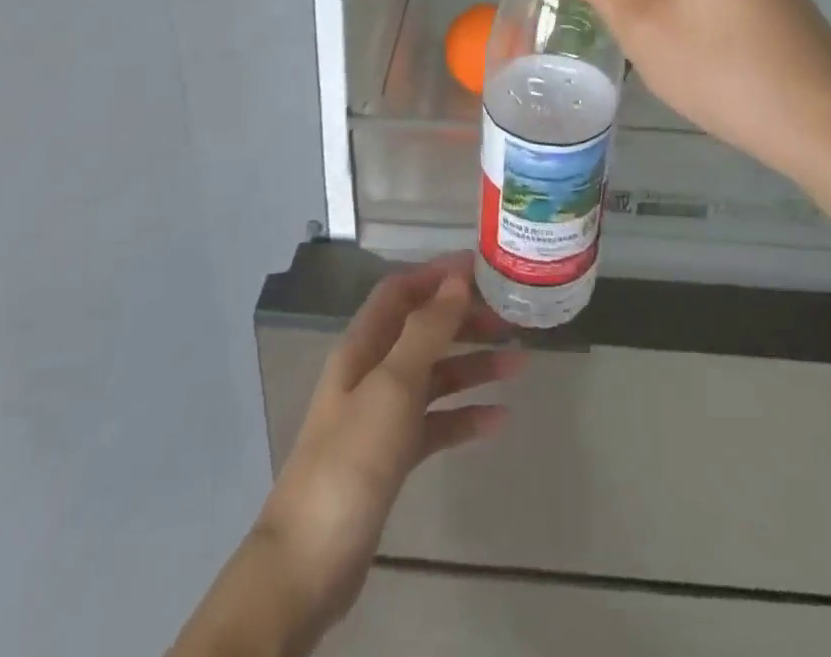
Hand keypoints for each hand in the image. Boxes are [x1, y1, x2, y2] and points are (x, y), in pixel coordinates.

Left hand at [252, 255, 523, 639]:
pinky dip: (464, 417)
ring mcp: (381, 415)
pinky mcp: (392, 455)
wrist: (310, 561)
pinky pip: (435, 423)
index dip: (437, 274)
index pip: (401, 291)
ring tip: (520, 364)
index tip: (482, 268)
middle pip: (422, 330)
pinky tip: (499, 420)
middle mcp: (372, 371)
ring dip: (473, 366)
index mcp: (363, 345)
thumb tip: (456, 280)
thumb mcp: (392, 386)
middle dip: (464, 320)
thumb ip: (426, 331)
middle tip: (510, 319)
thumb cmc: (352, 459)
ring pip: (434, 376)